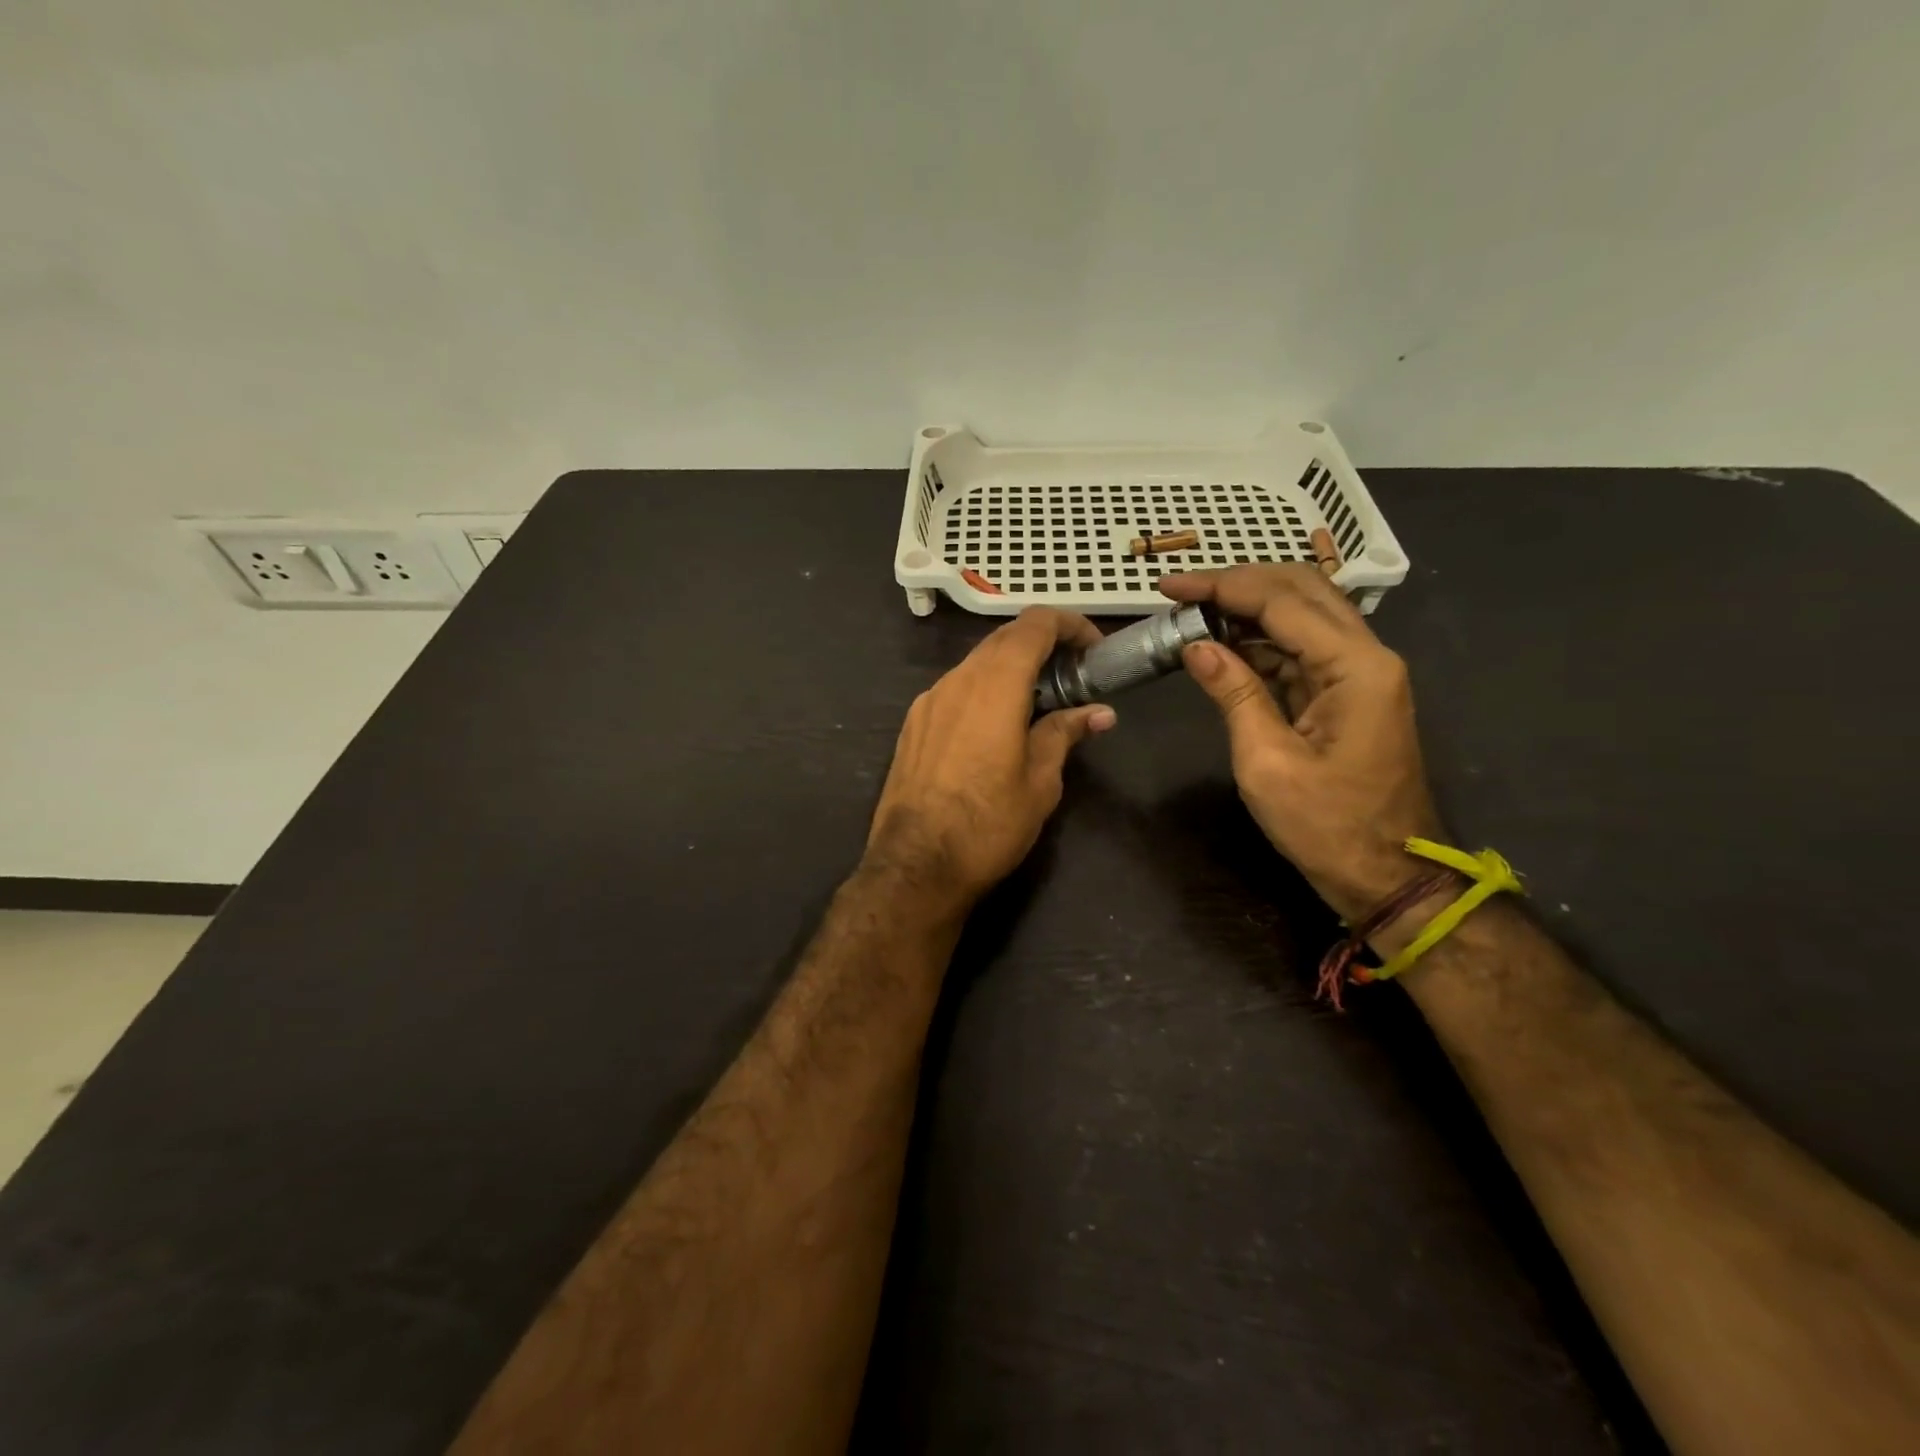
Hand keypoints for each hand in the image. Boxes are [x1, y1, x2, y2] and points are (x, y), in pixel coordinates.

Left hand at [866, 608, 1117, 914]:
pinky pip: (955, 689)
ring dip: (1011, 669)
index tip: (1093, 649)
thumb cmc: (988, 824)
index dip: (1069, 625)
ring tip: (1038, 704)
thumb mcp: (1040, 782)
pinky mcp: (913, 724)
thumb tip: (1099, 713)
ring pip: (976, 663)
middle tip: (1073, 675)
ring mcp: (928, 700)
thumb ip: (1065, 734)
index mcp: (994, 685)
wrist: (915, 865)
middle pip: (1004, 639)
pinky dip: (984, 690)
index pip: (1034, 624)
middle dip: (1043, 645)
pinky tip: (996, 726)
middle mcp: (957, 680)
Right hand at [1158, 565, 1443, 921]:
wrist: (1387, 876)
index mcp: (1355, 666)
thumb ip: (1233, 693)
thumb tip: (1195, 645)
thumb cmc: (1327, 827)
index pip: (1281, 602)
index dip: (1221, 586)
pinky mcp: (1346, 694)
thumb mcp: (1267, 762)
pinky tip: (1221, 645)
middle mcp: (1366, 655)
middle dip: (1237, 583)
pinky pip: (1300, 650)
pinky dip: (1259, 641)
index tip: (1168, 585)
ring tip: (1191, 616)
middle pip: (1301, 591)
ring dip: (1247, 608)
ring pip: (1302, 615)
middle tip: (1181, 593)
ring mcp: (1359, 674)